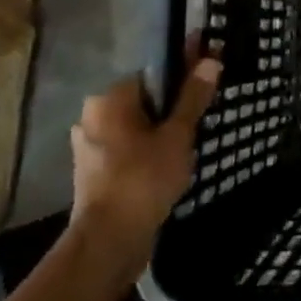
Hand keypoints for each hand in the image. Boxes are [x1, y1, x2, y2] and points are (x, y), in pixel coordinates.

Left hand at [68, 43, 220, 285]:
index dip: (184, 70)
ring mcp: (91, 146)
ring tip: (194, 139)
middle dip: (174, 104)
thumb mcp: (177, 135)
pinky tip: (172, 162)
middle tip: (206, 113)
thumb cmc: (144, 179)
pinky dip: (150, 150)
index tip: (209, 72)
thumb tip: (210, 60)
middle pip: (145, 99)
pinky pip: (129, 149)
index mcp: (109, 99)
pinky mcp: (95, 172)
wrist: (109, 241)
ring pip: (137, 126)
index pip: (153, 72)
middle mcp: (93, 116)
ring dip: (162, 129)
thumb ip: (193, 98)